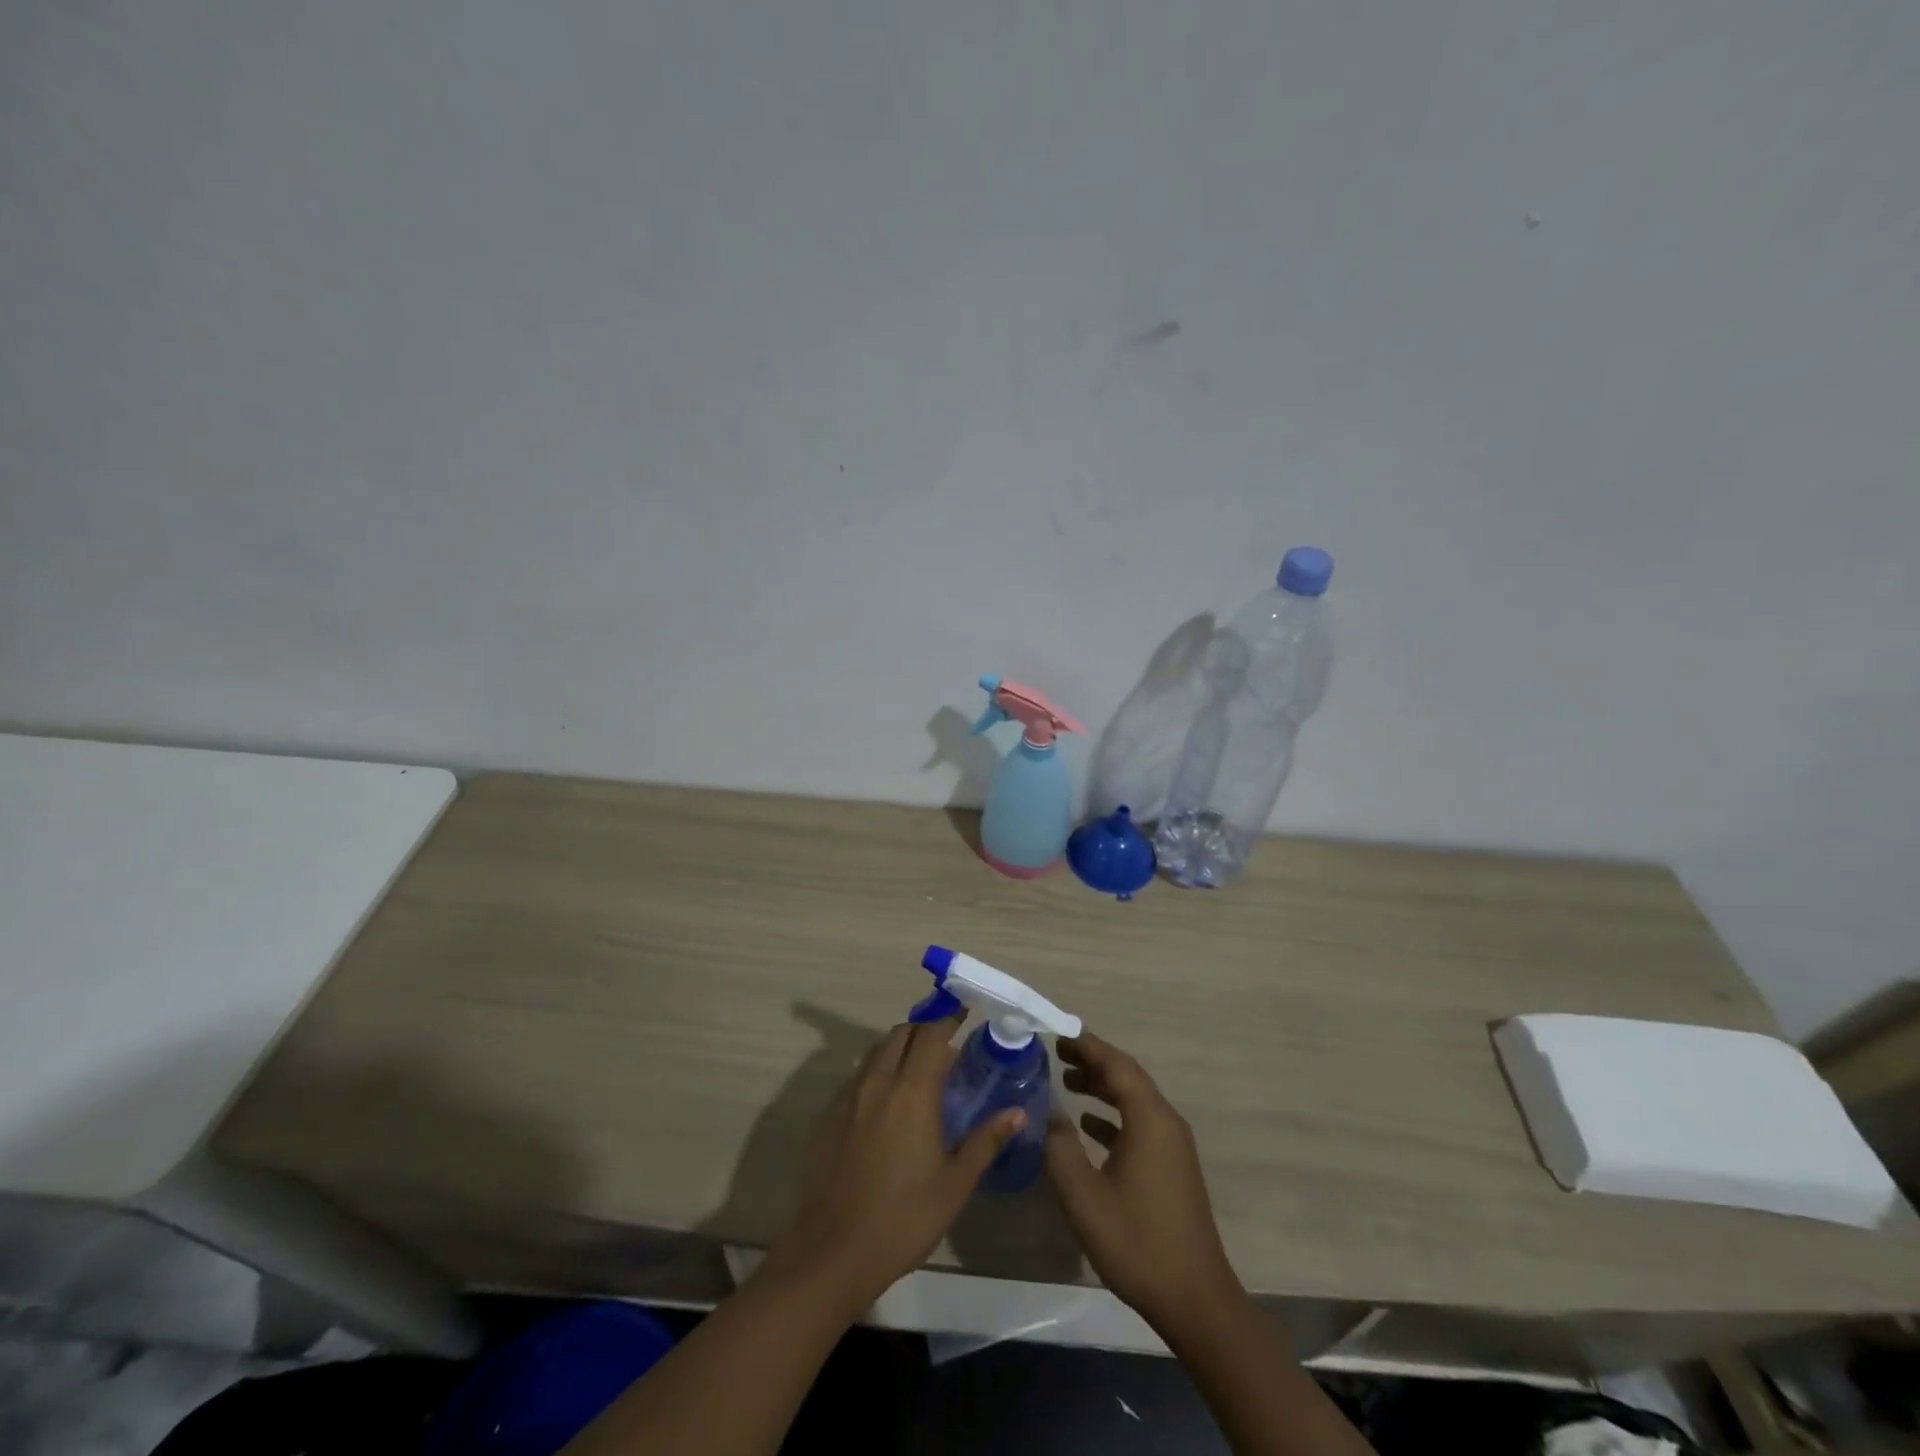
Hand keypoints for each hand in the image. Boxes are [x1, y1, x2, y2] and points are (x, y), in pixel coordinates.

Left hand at [762, 1017, 1023, 1311]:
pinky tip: (885, 1106)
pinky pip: (856, 1077)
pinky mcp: (827, 1115)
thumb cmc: (904, 1218)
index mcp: (912, 1091)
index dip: (948, 1018)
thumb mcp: (955, 1184)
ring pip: (876, 1052)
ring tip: (917, 1073)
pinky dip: (876, 1074)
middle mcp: (878, 1082)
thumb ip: (986, 1141)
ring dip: (898, 1049)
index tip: (964, 1013)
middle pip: (901, 1033)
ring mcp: (847, 1097)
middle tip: (944, 1046)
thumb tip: (1017, 1112)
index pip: (931, 1034)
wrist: (833, 1252)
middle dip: (924, 1030)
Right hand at [1045, 1032, 1243, 1337]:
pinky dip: (1114, 1115)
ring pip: (1134, 1100)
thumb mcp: (1084, 1196)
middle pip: (1127, 1077)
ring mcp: (1173, 1146)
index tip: (1058, 1034)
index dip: (1087, 1046)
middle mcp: (1166, 1122)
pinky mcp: (1173, 1167)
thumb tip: (1049, 1114)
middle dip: (1093, 1062)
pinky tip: (1088, 1124)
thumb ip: (1060, 1148)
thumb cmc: (1136, 1241)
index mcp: (1149, 1119)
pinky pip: (1140, 1124)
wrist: (1195, 1300)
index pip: (1116, 1065)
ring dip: (1102, 1087)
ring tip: (1068, 1082)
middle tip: (1058, 1054)